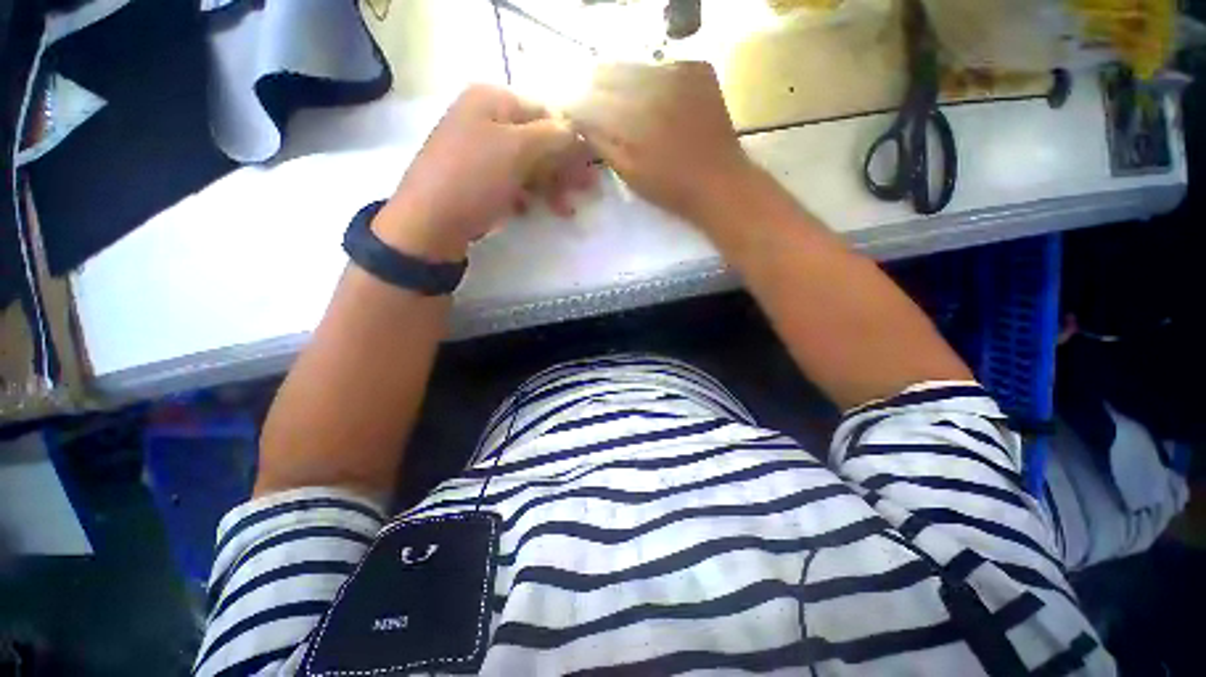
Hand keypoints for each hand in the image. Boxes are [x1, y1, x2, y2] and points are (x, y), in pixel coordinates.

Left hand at [375, 85, 596, 261]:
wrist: (429, 224)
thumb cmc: (473, 179)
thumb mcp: (516, 150)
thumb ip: (553, 136)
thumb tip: (579, 132)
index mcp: (492, 101)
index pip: (546, 113)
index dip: (572, 139)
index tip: (593, 166)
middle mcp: (485, 120)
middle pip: (538, 141)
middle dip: (564, 167)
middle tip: (588, 190)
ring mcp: (480, 152)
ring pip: (528, 165)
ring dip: (550, 186)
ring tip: (565, 210)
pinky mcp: (478, 180)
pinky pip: (512, 183)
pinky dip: (527, 196)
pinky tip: (531, 210)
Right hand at [570, 62, 754, 223]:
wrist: (719, 182)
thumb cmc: (670, 187)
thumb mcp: (628, 172)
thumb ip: (601, 141)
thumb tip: (581, 119)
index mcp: (632, 115)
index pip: (591, 98)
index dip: (580, 106)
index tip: (578, 117)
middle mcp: (652, 82)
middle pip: (609, 74)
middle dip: (600, 92)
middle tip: (602, 113)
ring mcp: (678, 71)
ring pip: (635, 67)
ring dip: (625, 85)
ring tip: (630, 110)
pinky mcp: (698, 70)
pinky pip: (662, 67)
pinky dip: (653, 81)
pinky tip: (657, 103)